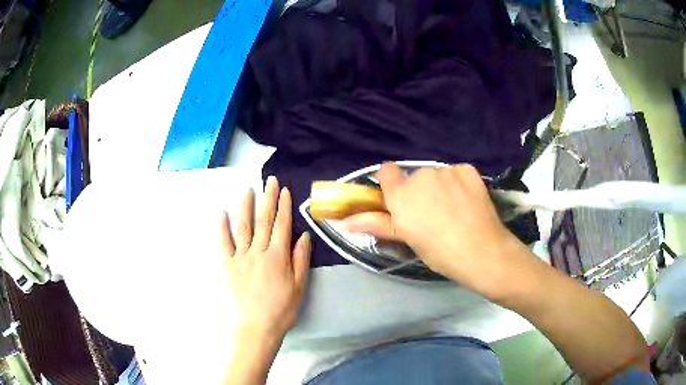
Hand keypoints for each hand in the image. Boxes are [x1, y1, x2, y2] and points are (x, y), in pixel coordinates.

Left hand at [221, 176, 310, 341]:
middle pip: (264, 221)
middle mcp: (258, 252)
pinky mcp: (227, 265)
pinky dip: (222, 227)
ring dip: (245, 206)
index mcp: (278, 257)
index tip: (284, 190)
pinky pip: (223, 243)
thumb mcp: (299, 287)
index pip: (282, 225)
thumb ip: (300, 260)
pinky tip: (221, 212)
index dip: (284, 206)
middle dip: (268, 199)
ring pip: (243, 227)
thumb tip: (303, 235)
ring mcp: (240, 257)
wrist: (257, 327)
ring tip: (247, 189)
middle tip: (269, 180)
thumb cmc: (282, 309)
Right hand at [344, 163, 527, 297]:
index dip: (392, 184)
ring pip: (436, 175)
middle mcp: (420, 176)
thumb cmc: (440, 252)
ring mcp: (446, 171)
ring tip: (454, 211)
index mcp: (401, 195)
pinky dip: (459, 183)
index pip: (386, 171)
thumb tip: (344, 221)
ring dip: (440, 187)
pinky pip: (456, 173)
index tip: (401, 200)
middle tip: (432, 215)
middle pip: (414, 176)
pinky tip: (467, 202)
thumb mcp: (407, 239)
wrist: (482, 251)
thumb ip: (376, 224)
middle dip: (419, 191)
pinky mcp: (467, 170)